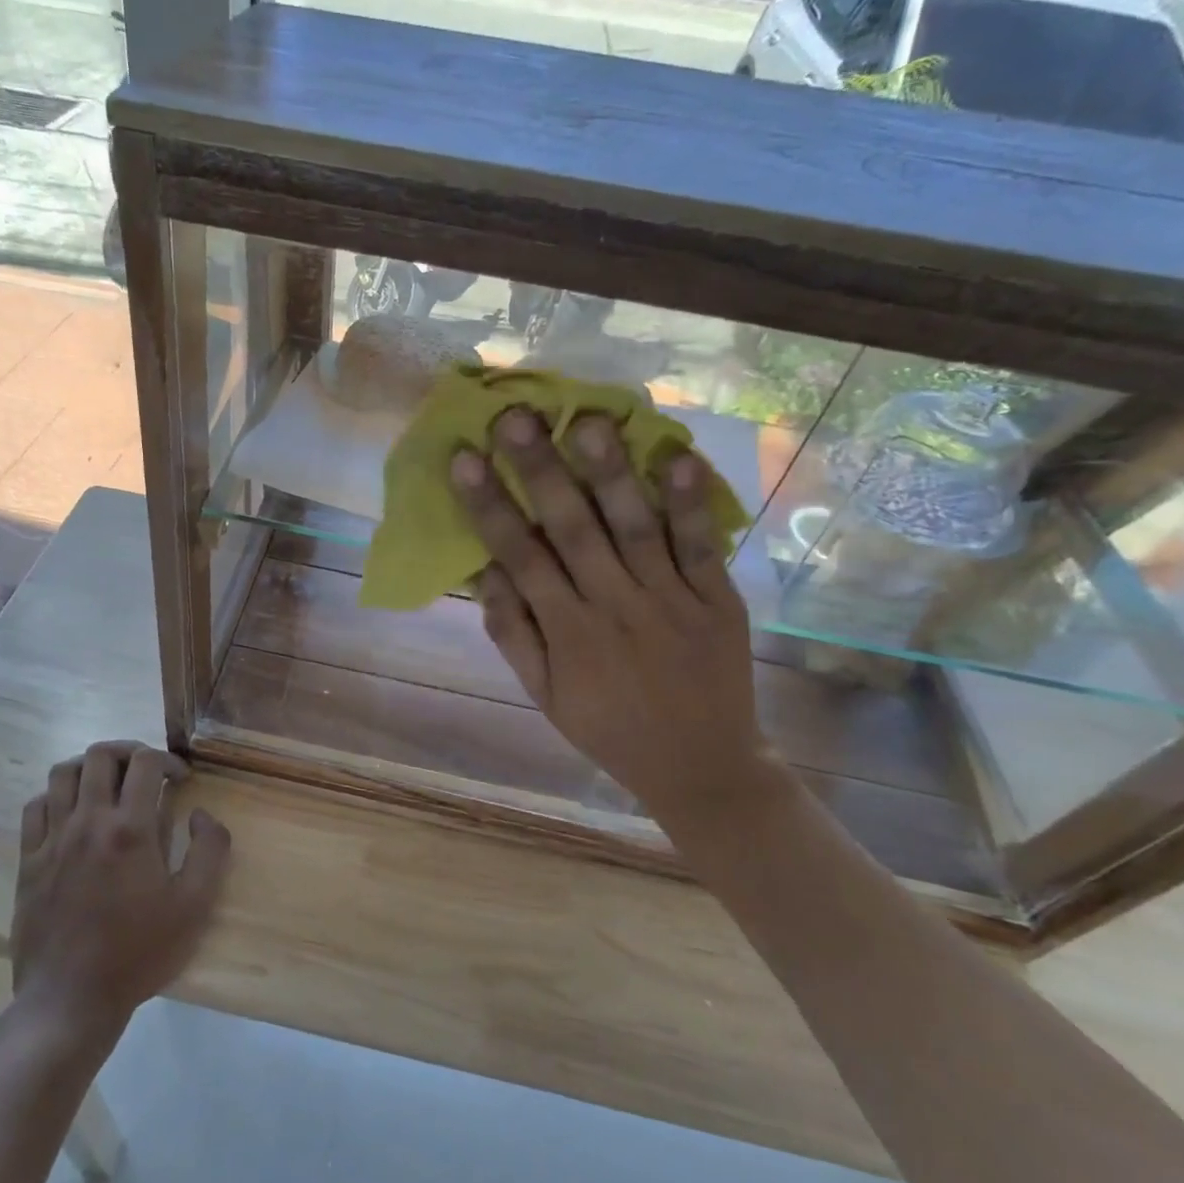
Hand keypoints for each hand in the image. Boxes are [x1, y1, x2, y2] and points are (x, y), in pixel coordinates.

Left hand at [8, 741, 230, 1039]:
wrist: (70, 1001)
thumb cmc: (138, 953)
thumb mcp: (194, 906)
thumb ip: (210, 850)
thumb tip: (202, 814)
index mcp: (130, 829)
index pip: (145, 763)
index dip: (167, 759)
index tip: (180, 778)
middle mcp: (88, 822)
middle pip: (100, 755)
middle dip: (128, 752)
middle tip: (145, 772)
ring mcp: (52, 839)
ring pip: (63, 773)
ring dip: (90, 768)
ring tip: (108, 785)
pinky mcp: (28, 860)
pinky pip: (36, 806)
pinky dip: (56, 797)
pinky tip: (72, 814)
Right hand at [451, 409, 769, 819]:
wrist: (701, 766)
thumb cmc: (608, 728)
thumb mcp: (544, 696)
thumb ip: (513, 634)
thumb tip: (483, 571)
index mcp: (568, 633)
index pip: (520, 557)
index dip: (490, 506)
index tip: (465, 458)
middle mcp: (616, 608)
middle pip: (573, 530)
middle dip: (541, 471)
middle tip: (516, 416)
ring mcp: (671, 601)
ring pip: (635, 528)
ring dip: (611, 474)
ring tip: (588, 421)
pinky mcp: (718, 600)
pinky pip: (702, 547)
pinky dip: (691, 504)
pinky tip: (678, 457)